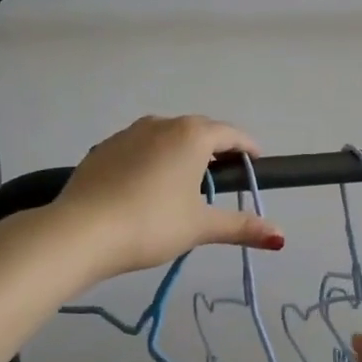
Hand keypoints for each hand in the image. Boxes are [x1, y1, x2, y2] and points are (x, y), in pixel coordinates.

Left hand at [52, 115, 284, 282]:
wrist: (80, 231)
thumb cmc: (151, 224)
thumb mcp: (200, 226)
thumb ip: (240, 227)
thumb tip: (281, 237)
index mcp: (191, 135)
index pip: (230, 134)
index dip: (248, 148)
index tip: (257, 163)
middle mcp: (161, 124)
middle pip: (199, 130)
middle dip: (216, 149)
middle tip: (226, 175)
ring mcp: (128, 134)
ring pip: (166, 137)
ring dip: (182, 152)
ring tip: (187, 182)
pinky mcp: (103, 150)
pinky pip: (139, 148)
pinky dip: (153, 160)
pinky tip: (148, 187)